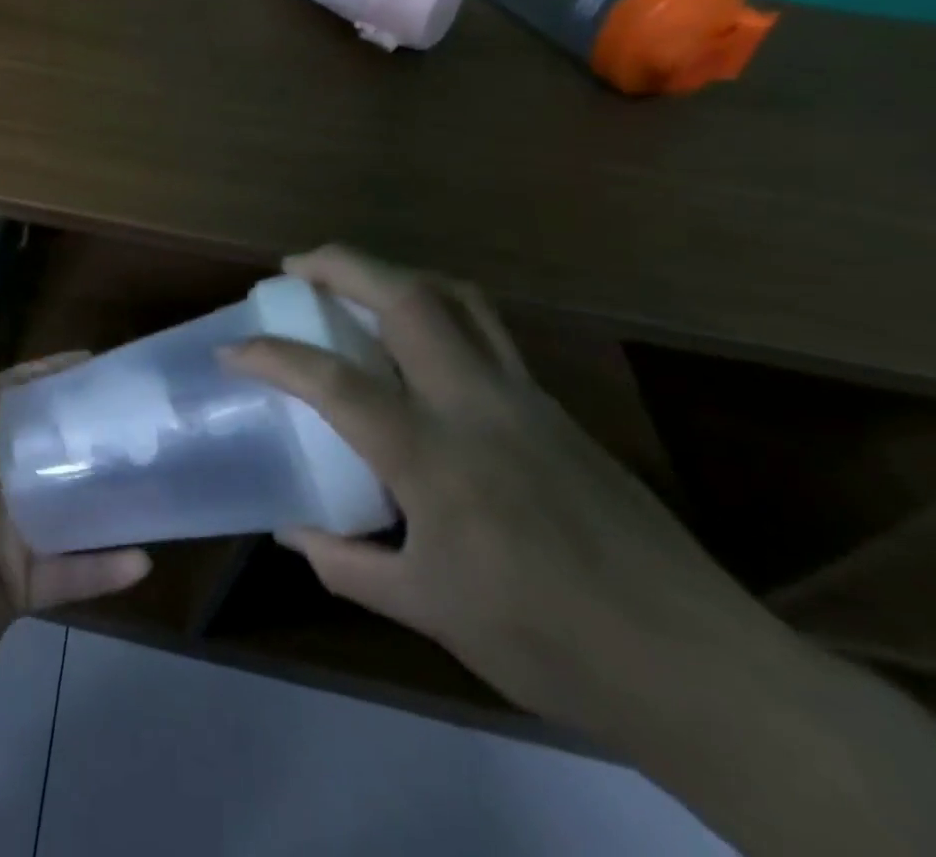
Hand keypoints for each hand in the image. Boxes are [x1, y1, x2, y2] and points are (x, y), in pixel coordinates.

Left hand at [0, 280, 149, 803]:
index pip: (15, 393)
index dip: (53, 377)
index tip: (103, 365)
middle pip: (44, 449)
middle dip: (88, 436)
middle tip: (146, 423)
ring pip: (62, 510)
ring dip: (102, 500)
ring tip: (157, 481)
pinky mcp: (15, 590)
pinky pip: (68, 574)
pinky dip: (101, 569)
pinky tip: (144, 557)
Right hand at [230, 245, 935, 856]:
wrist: (703, 670)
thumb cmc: (550, 644)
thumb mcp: (430, 611)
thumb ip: (348, 564)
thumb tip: (293, 531)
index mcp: (437, 460)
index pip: (336, 383)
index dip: (274, 357)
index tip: (233, 350)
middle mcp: (479, 407)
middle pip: (409, 298)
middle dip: (343, 265)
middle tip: (295, 266)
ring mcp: (526, 398)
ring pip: (458, 299)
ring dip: (395, 273)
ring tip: (353, 281)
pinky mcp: (556, 407)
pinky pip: (487, 332)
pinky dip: (437, 310)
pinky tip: (418, 346)